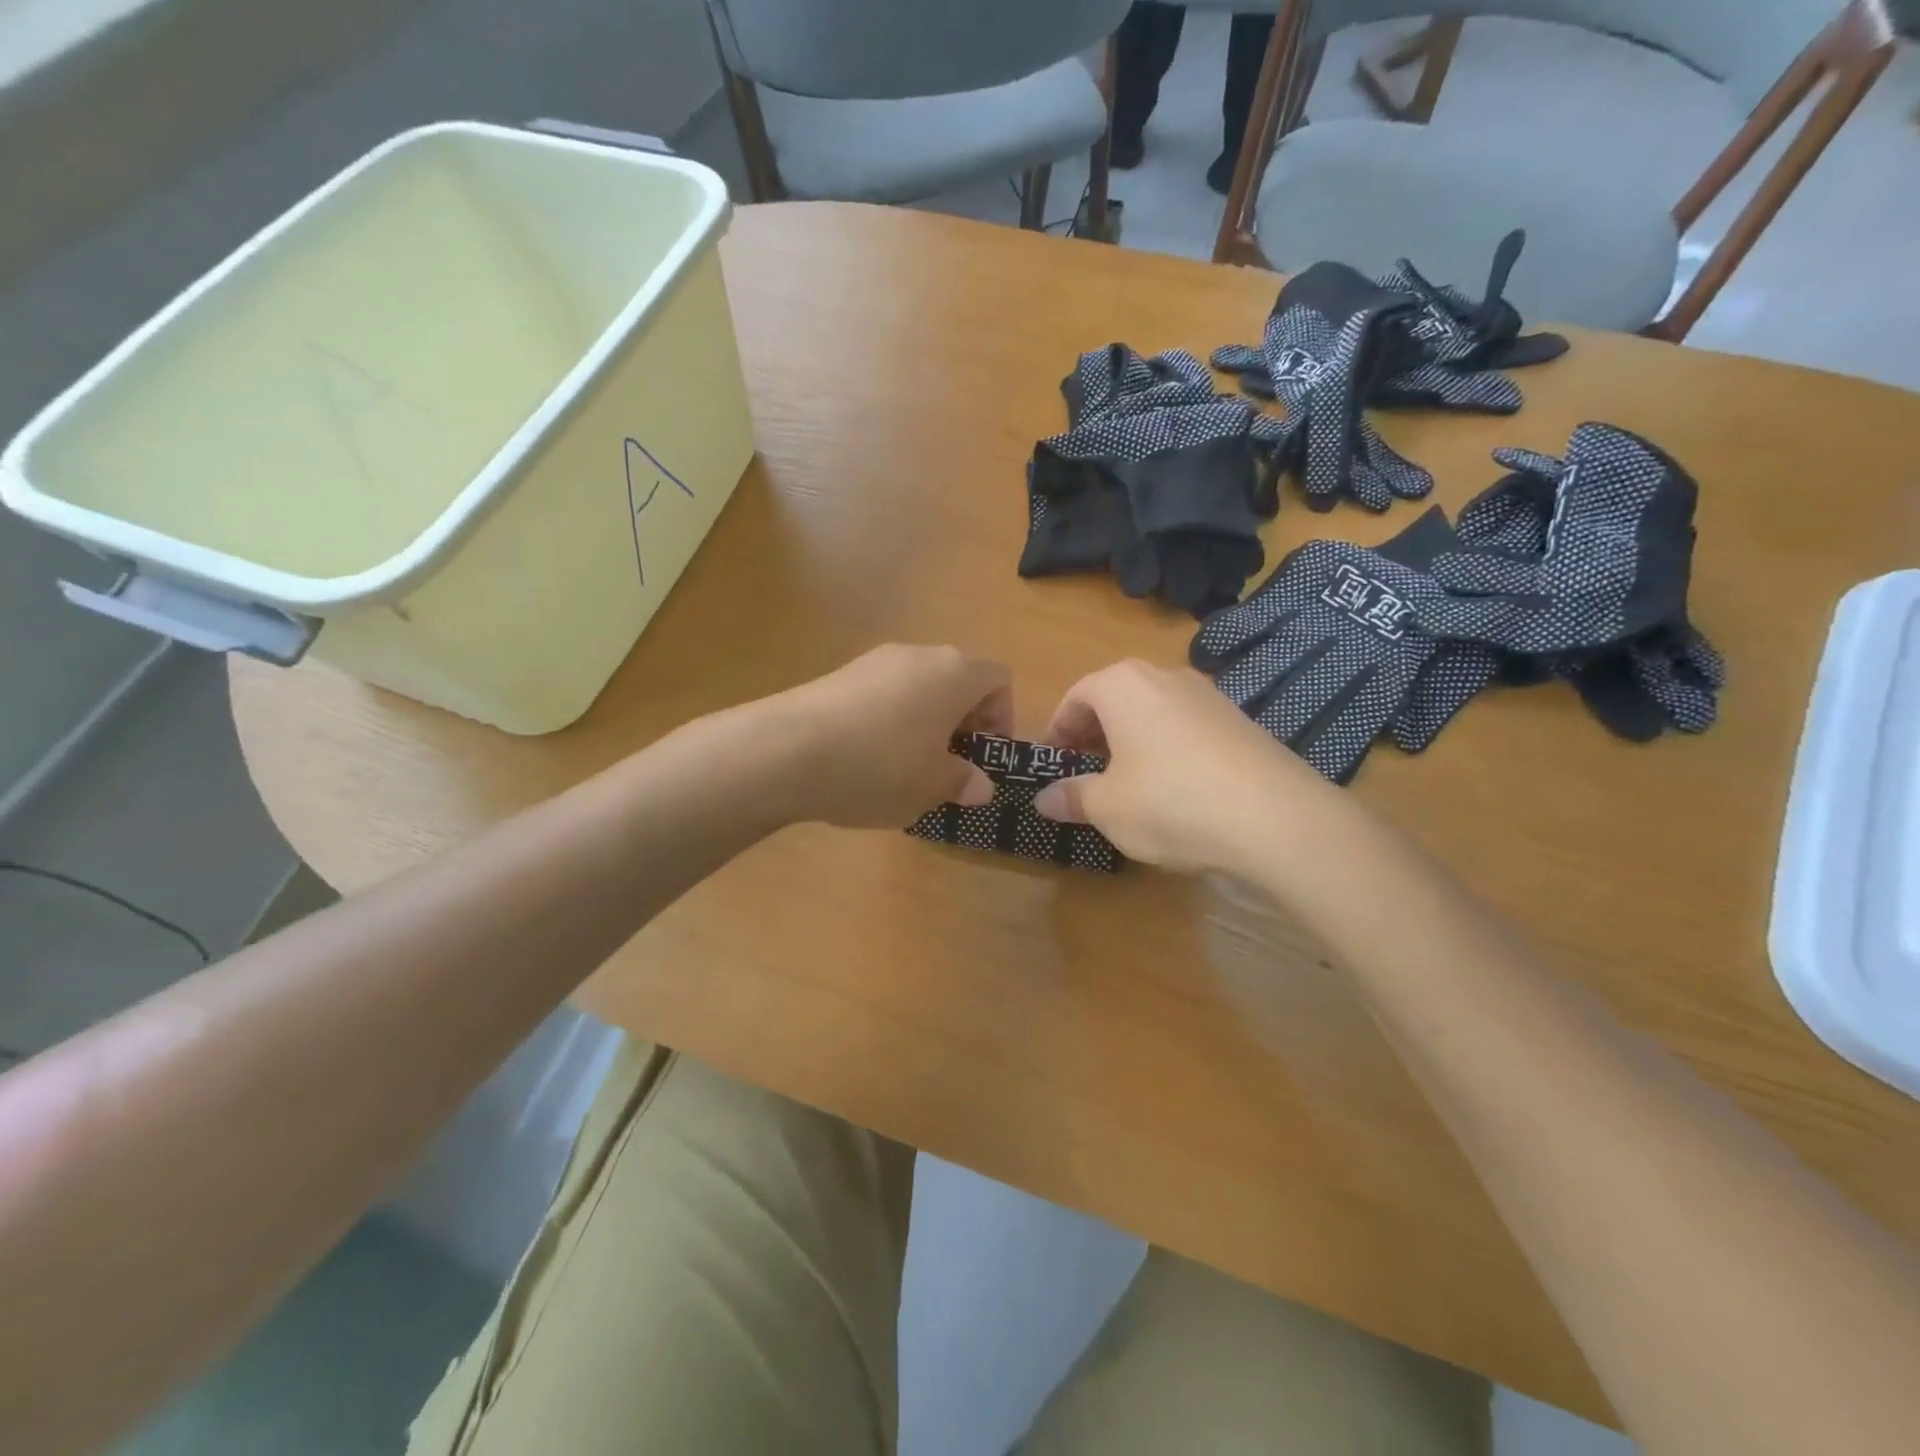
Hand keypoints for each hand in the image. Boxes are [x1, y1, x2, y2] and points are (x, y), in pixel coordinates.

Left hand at [771, 644, 1011, 828]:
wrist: (785, 751)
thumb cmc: (880, 766)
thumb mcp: (932, 786)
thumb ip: (964, 782)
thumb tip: (979, 785)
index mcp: (955, 672)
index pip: (999, 679)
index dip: (1002, 718)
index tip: (982, 757)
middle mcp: (918, 654)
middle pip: (958, 680)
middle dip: (961, 723)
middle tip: (948, 767)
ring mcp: (874, 661)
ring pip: (918, 688)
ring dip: (924, 724)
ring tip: (905, 770)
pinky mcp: (838, 675)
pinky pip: (882, 695)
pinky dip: (888, 722)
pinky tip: (865, 761)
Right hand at [1032, 659, 1334, 873]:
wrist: (1276, 818)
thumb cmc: (1170, 802)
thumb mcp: (1107, 807)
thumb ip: (1071, 797)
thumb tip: (1044, 798)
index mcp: (1123, 685)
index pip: (1076, 696)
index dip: (1057, 730)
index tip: (1053, 763)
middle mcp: (1165, 677)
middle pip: (1114, 699)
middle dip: (1093, 734)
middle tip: (1083, 773)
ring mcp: (1208, 696)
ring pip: (1151, 712)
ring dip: (1130, 741)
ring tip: (1126, 783)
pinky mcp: (1239, 721)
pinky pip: (1185, 728)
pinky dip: (1166, 749)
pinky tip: (1174, 790)